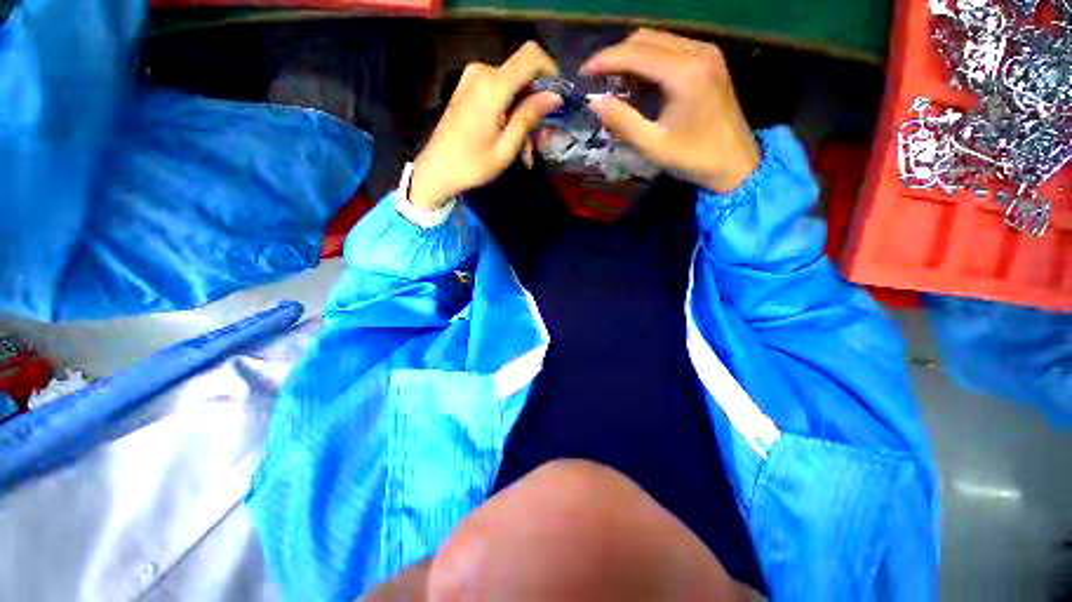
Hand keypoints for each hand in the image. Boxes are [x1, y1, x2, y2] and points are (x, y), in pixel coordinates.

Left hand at [410, 42, 561, 209]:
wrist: (436, 170)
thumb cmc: (472, 165)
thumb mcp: (506, 148)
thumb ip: (529, 117)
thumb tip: (555, 97)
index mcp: (492, 86)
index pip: (531, 55)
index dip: (550, 72)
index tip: (557, 100)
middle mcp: (482, 72)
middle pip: (523, 74)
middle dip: (537, 104)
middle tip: (540, 140)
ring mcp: (472, 78)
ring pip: (513, 86)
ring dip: (524, 113)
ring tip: (525, 148)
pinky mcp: (468, 87)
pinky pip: (499, 90)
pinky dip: (510, 111)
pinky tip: (511, 137)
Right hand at [581, 29, 760, 192]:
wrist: (736, 163)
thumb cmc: (694, 159)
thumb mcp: (653, 146)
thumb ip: (622, 122)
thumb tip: (593, 101)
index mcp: (685, 73)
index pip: (635, 53)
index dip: (605, 60)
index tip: (582, 73)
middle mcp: (697, 51)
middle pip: (645, 39)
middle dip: (616, 57)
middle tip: (597, 82)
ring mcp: (706, 53)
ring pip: (657, 41)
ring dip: (631, 59)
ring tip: (616, 85)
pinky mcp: (709, 60)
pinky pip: (671, 49)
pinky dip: (649, 62)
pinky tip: (641, 85)